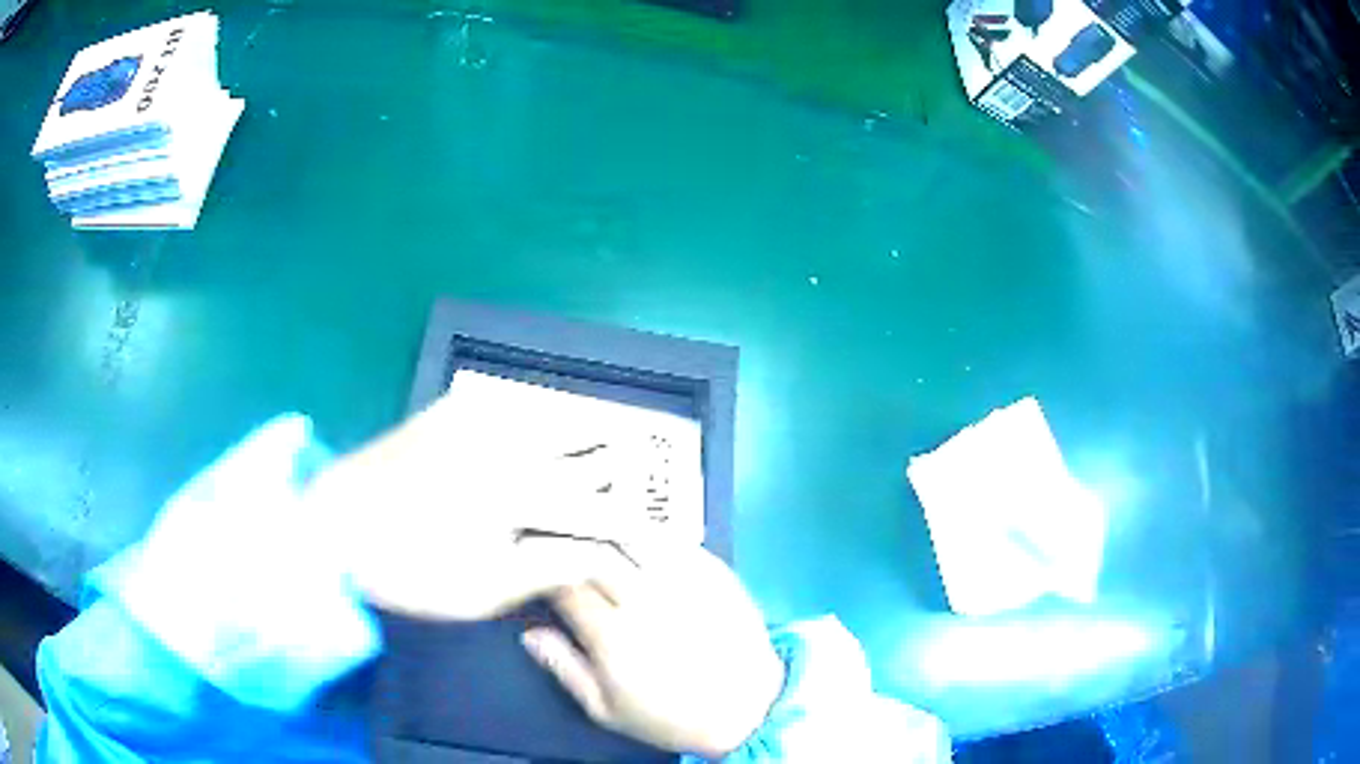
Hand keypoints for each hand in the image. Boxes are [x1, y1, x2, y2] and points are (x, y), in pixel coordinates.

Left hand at [303, 388, 657, 620]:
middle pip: (583, 449)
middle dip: (614, 470)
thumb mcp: (483, 590)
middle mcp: (506, 442)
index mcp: (517, 493)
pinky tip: (542, 423)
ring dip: (584, 431)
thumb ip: (549, 569)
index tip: (647, 535)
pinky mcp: (450, 409)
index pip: (594, 506)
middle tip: (631, 483)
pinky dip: (538, 410)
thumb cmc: (409, 570)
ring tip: (603, 446)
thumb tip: (598, 554)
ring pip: (553, 412)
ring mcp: (476, 418)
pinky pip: (510, 398)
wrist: (333, 526)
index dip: (626, 524)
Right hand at [523, 546, 785, 758]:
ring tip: (591, 525)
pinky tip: (637, 534)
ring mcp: (683, 581)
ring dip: (606, 527)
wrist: (746, 710)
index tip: (533, 563)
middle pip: (594, 551)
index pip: (564, 584)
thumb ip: (565, 668)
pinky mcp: (715, 572)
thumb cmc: (669, 717)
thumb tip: (530, 634)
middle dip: (568, 541)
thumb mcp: (605, 709)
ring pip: (633, 535)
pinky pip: (674, 538)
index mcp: (611, 634)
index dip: (541, 569)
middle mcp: (644, 599)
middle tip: (555, 537)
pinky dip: (649, 532)